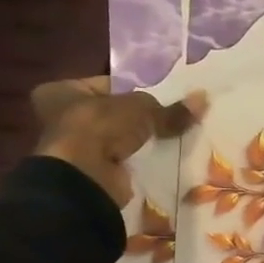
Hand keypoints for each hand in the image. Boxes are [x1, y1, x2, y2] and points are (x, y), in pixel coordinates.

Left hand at [32, 77, 197, 206]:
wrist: (85, 177)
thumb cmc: (100, 127)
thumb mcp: (142, 109)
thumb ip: (170, 108)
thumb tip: (202, 99)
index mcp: (61, 91)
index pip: (107, 85)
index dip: (136, 89)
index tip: (164, 96)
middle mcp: (62, 117)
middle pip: (115, 112)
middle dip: (142, 117)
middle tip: (173, 116)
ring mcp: (77, 147)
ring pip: (120, 137)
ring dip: (142, 140)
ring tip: (176, 135)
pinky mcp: (94, 171)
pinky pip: (124, 159)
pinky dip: (140, 159)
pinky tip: (165, 156)